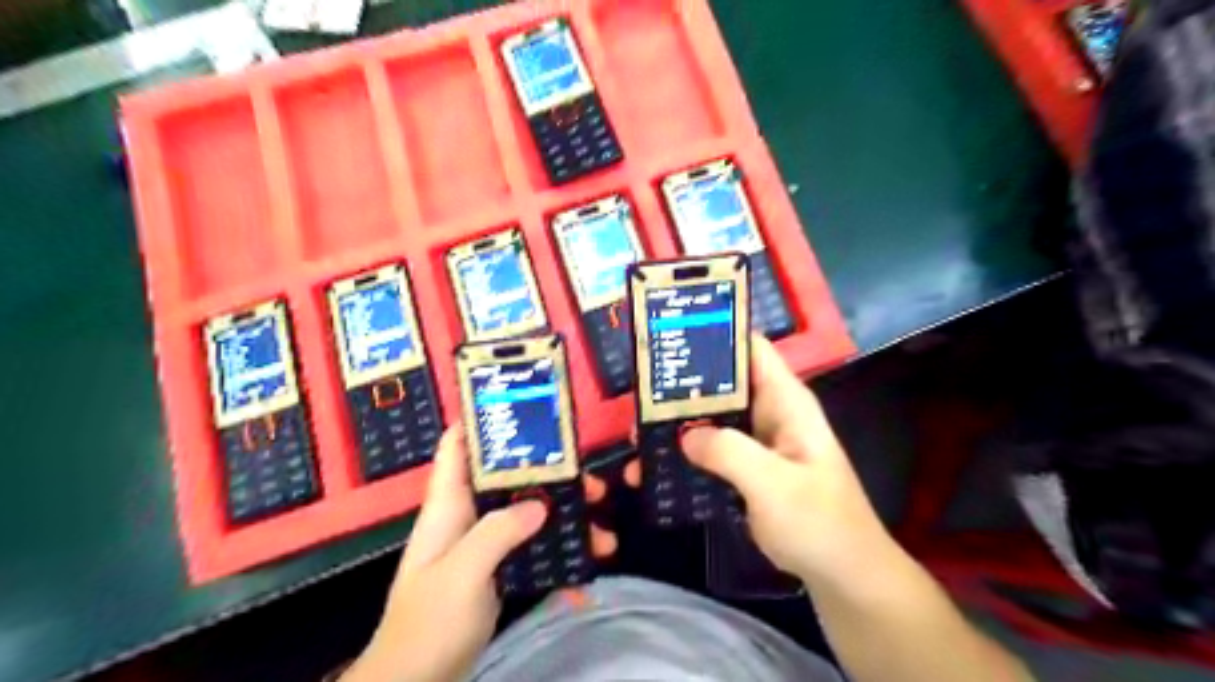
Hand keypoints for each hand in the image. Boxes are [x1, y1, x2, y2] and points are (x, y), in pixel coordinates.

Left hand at [345, 425, 620, 678]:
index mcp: (449, 505)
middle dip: (552, 477)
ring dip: (566, 521)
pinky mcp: (498, 571)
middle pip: (511, 479)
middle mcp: (468, 517)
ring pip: (530, 516)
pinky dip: (559, 560)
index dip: (482, 420)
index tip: (524, 409)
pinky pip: (534, 552)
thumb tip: (541, 503)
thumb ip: (498, 532)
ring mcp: (485, 545)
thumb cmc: (428, 622)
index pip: (458, 447)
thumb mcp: (462, 572)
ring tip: (603, 536)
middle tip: (593, 484)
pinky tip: (584, 577)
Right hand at [626, 336, 888, 585]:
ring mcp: (758, 442)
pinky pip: (711, 451)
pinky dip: (685, 456)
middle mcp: (769, 412)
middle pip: (722, 383)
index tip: (671, 335)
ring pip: (712, 419)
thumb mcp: (773, 484)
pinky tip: (654, 470)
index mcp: (785, 400)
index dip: (714, 334)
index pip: (750, 348)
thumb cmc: (819, 523)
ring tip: (637, 437)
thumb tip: (682, 435)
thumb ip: (728, 452)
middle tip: (638, 395)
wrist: (843, 575)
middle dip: (681, 387)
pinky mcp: (748, 469)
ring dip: (677, 426)